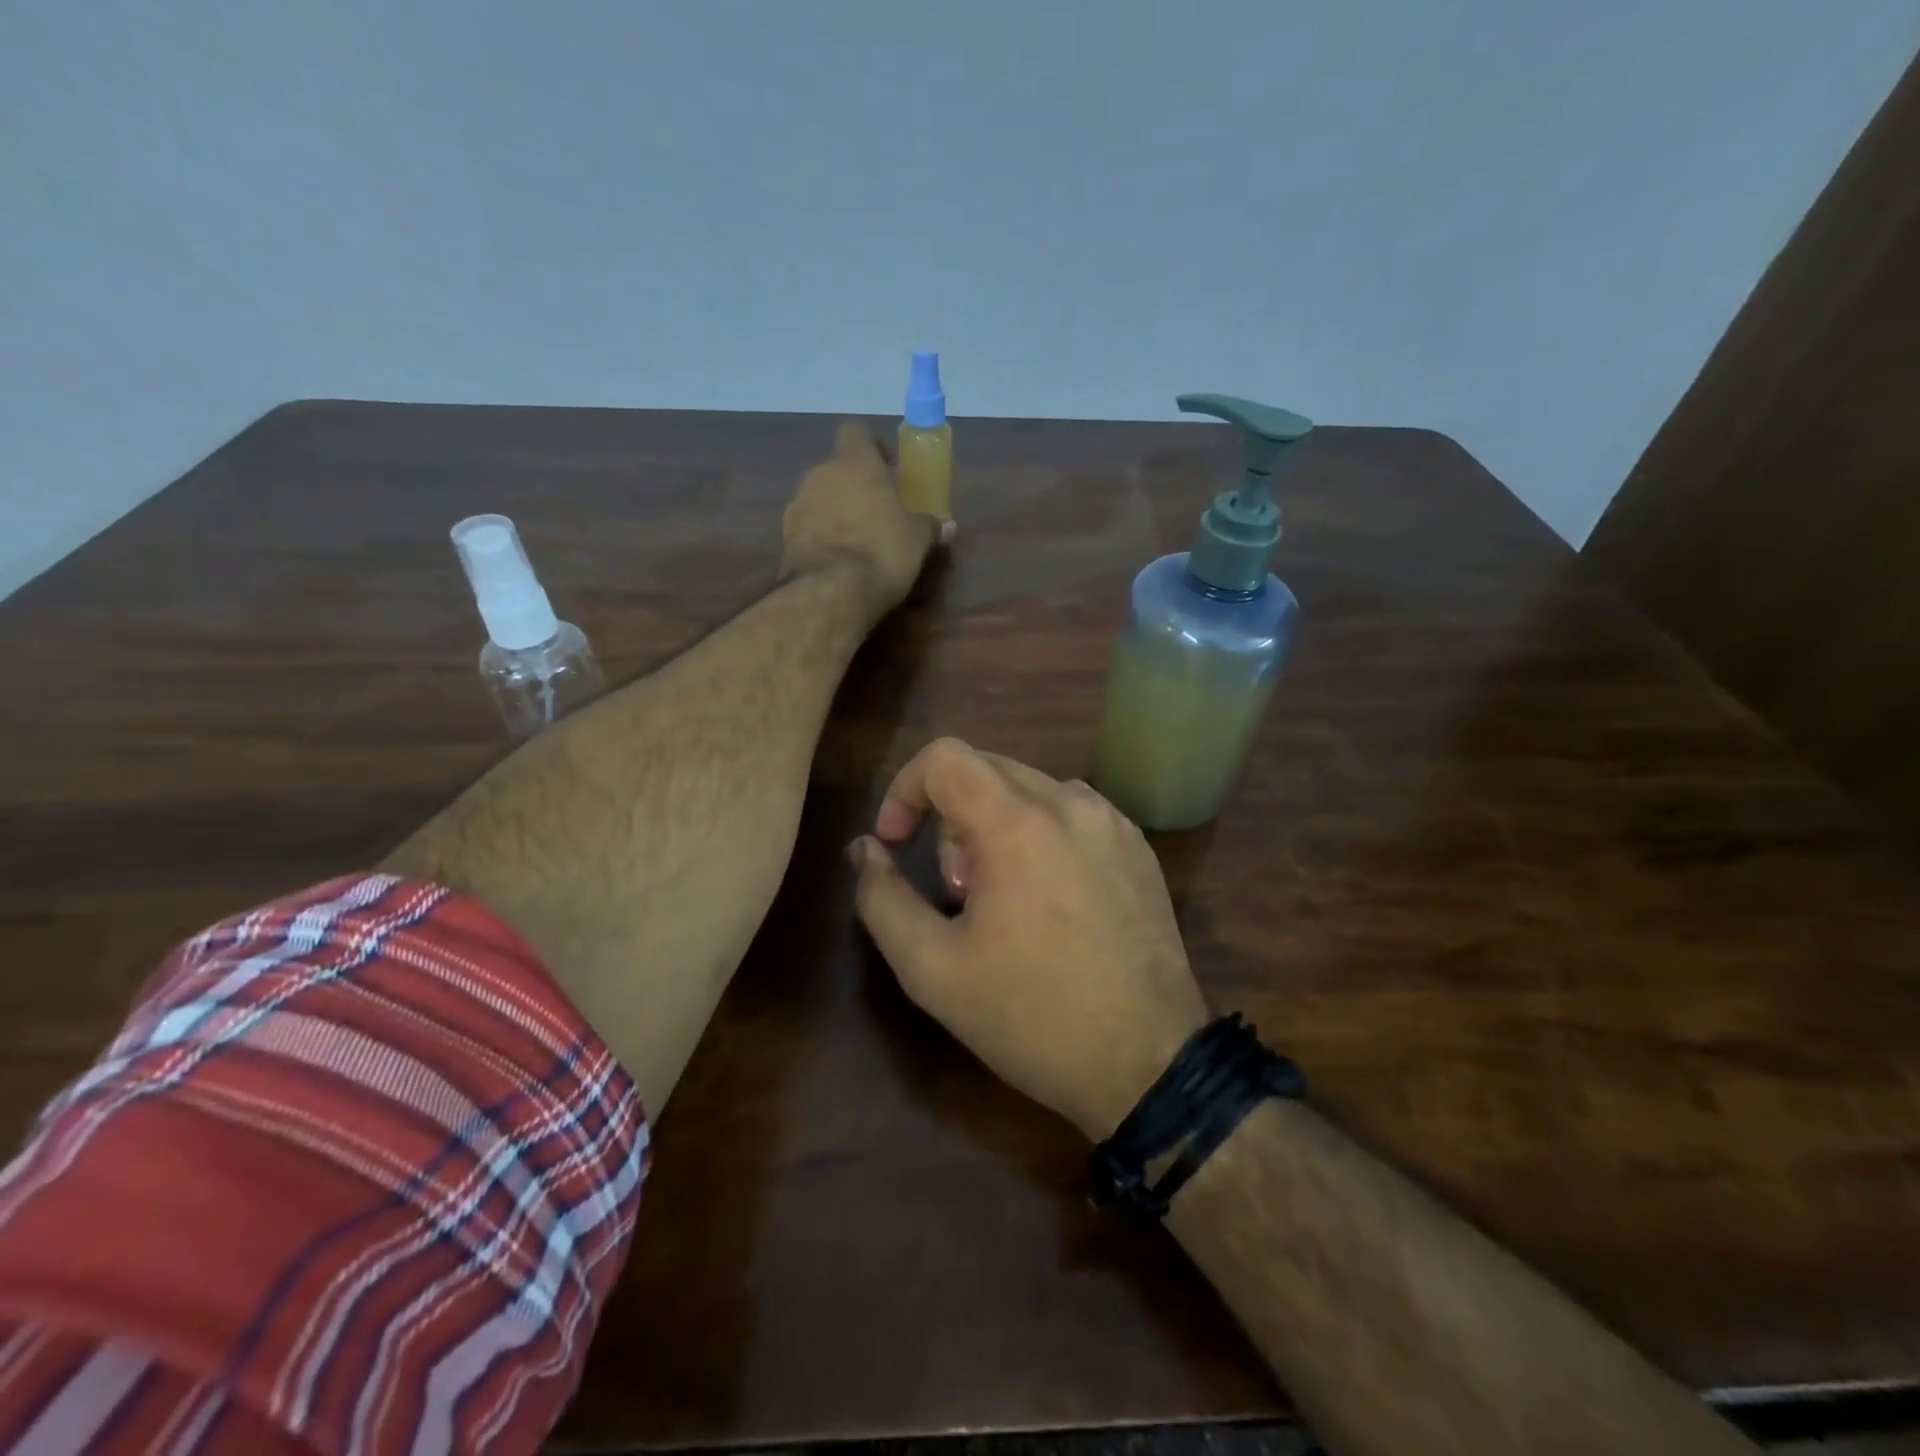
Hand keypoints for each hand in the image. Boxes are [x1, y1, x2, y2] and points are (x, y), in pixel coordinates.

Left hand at [782, 421, 948, 610]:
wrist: (830, 592)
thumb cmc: (882, 551)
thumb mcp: (918, 539)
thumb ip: (930, 526)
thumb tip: (947, 525)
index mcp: (855, 462)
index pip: (857, 432)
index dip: (873, 447)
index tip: (889, 469)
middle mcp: (820, 474)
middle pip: (838, 469)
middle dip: (856, 485)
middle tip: (878, 511)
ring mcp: (797, 505)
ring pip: (821, 497)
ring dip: (836, 511)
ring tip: (858, 540)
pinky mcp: (784, 537)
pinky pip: (808, 527)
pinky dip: (822, 536)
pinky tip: (838, 560)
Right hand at [849, 738, 1210, 1139]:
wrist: (1148, 1064)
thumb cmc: (1032, 1018)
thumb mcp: (933, 970)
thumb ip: (882, 899)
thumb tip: (865, 849)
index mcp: (1017, 824)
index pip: (944, 757)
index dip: (904, 790)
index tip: (897, 843)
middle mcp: (1070, 803)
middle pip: (986, 768)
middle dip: (949, 817)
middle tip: (955, 888)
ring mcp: (1112, 822)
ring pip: (1030, 787)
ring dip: (995, 824)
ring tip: (1001, 897)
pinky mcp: (1138, 846)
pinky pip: (1071, 811)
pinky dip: (1040, 832)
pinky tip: (1048, 898)